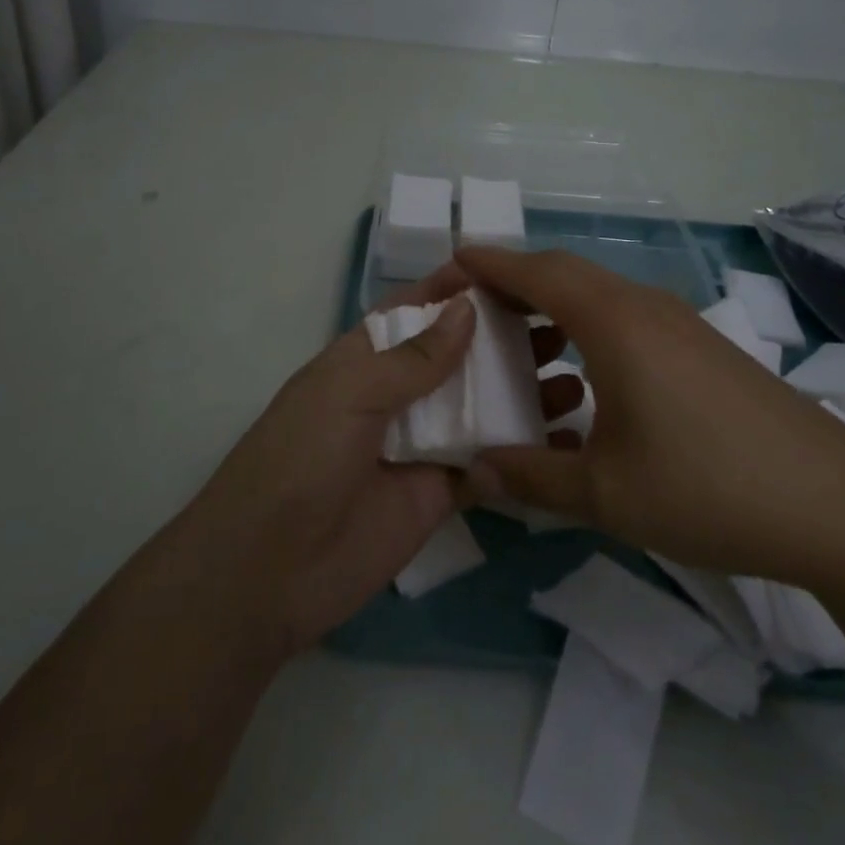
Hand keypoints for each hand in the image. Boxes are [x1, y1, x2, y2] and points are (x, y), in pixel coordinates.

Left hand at [170, 265, 571, 658]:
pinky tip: (565, 441)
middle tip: (565, 328)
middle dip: (505, 340)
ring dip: (523, 393)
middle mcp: (398, 393)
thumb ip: (413, 357)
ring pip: (481, 408)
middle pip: (460, 356)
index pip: (419, 310)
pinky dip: (520, 453)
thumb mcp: (350, 392)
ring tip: (576, 380)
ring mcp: (420, 444)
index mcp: (368, 357)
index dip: (459, 290)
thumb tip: (468, 308)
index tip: (515, 273)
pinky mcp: (439, 494)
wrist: (269, 572)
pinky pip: (487, 466)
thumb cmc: (301, 459)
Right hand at [458, 245, 844, 586]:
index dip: (488, 263)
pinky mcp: (701, 346)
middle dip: (513, 283)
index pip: (535, 271)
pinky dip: (587, 328)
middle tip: (473, 312)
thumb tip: (476, 473)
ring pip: (598, 294)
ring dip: (553, 308)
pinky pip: (626, 316)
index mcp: (613, 322)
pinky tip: (585, 381)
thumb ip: (532, 479)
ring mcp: (678, 322)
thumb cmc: (709, 488)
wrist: (838, 505)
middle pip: (564, 272)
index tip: (449, 266)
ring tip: (523, 350)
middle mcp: (643, 306)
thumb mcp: (606, 494)